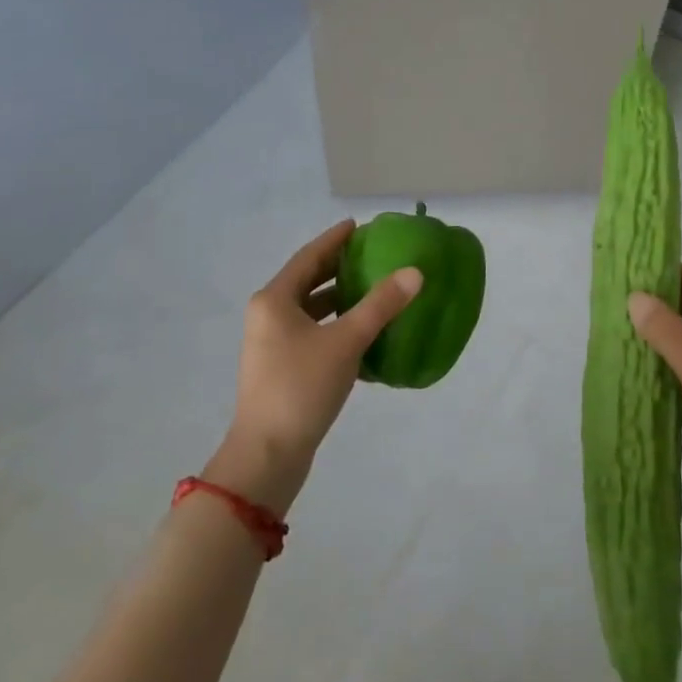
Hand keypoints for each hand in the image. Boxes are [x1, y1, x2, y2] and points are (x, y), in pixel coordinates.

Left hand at [207, 220, 422, 514]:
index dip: (335, 239)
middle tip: (373, 254)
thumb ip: (380, 304)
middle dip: (340, 267)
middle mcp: (268, 316)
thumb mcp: (346, 341)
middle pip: (308, 280)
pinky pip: (313, 332)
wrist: (267, 456)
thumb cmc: (301, 388)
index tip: (360, 226)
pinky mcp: (281, 368)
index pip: (309, 256)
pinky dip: (336, 325)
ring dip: (340, 297)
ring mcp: (272, 344)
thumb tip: (414, 272)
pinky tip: (365, 331)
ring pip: (311, 308)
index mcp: (274, 300)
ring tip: (375, 289)